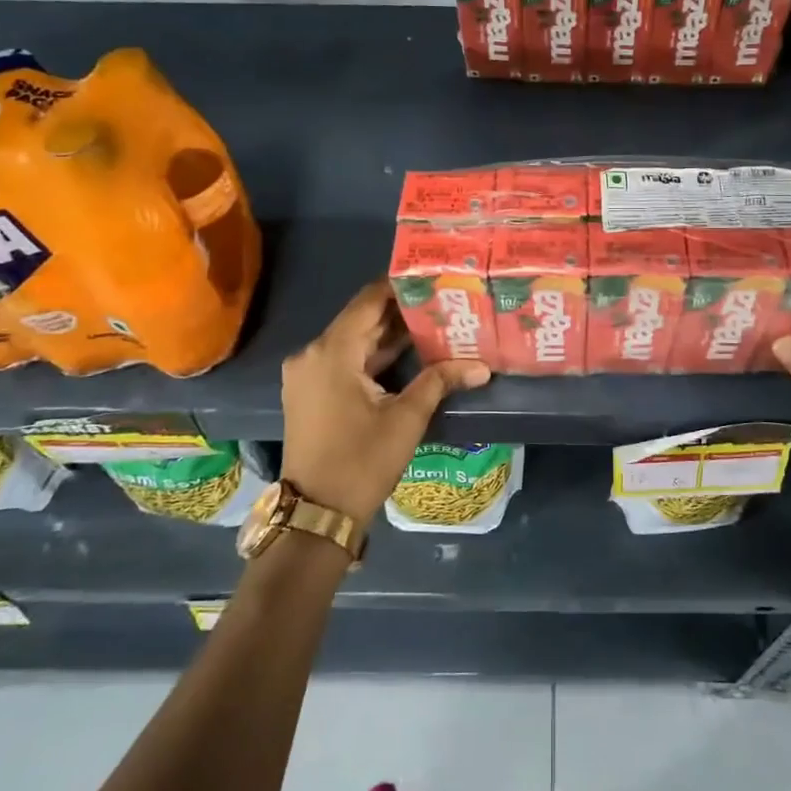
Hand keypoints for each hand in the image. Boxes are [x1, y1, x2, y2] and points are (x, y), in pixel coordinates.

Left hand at [281, 283, 490, 526]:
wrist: (317, 514)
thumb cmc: (361, 462)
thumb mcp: (406, 418)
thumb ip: (440, 381)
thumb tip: (482, 367)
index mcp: (331, 352)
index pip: (368, 301)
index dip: (399, 286)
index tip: (432, 277)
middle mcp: (312, 354)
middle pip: (360, 319)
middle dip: (400, 311)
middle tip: (440, 298)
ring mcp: (307, 373)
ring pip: (353, 340)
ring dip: (388, 334)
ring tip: (432, 320)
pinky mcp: (310, 391)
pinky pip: (344, 359)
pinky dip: (372, 354)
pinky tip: (407, 351)